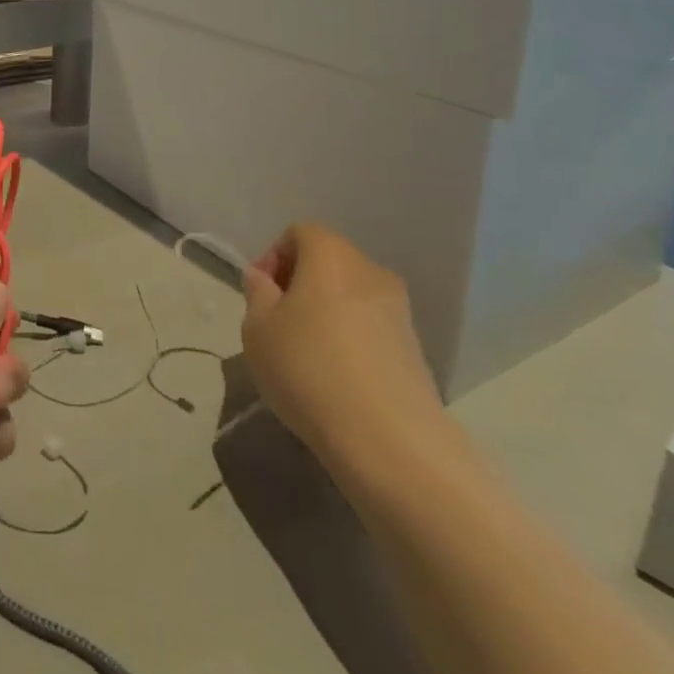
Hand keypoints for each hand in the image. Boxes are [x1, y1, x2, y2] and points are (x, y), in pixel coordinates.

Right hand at [240, 224, 444, 472]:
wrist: (390, 440)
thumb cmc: (309, 368)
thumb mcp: (258, 328)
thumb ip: (257, 294)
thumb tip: (265, 280)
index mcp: (331, 255)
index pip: (299, 233)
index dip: (273, 256)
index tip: (260, 294)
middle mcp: (371, 271)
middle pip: (329, 262)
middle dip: (300, 284)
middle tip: (277, 322)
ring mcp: (400, 312)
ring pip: (351, 296)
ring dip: (326, 313)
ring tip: (306, 353)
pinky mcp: (416, 350)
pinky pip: (371, 328)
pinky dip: (351, 340)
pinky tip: (335, 377)